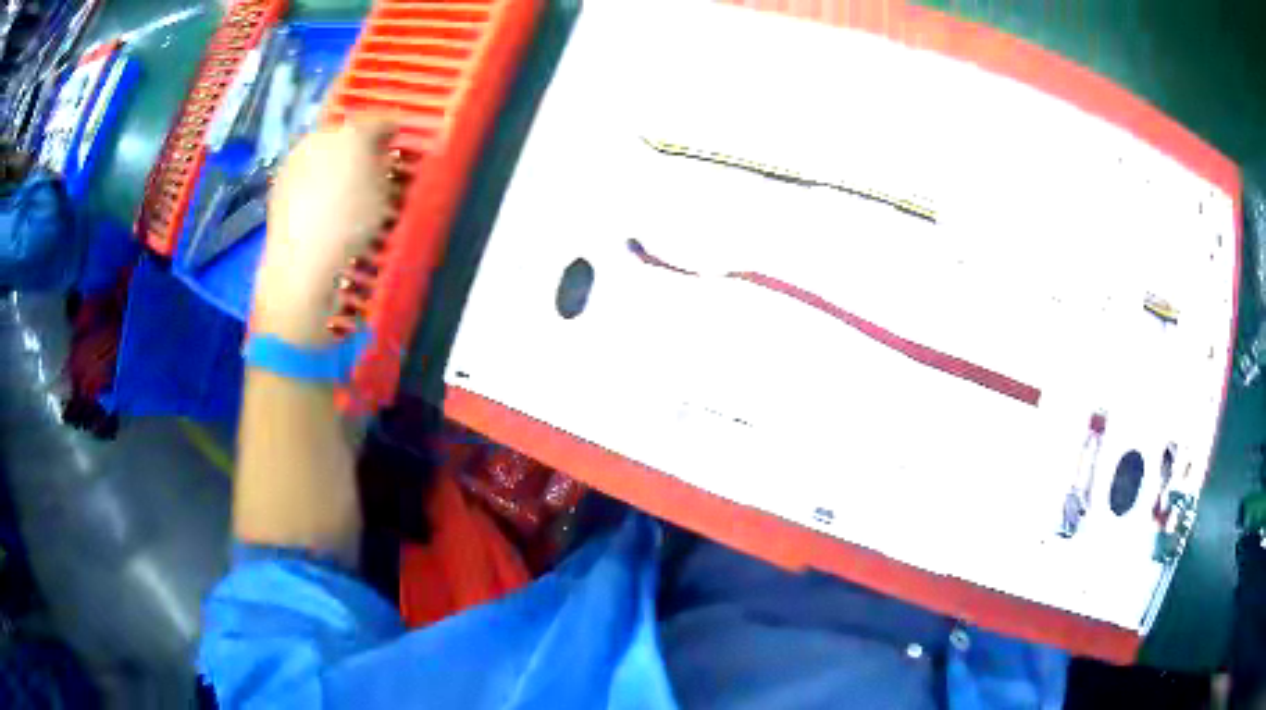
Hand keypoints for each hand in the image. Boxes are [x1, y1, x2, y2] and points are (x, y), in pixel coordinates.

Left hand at [254, 119, 395, 344]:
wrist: (301, 260)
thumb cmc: (351, 223)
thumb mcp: (383, 195)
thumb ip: (383, 167)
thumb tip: (380, 156)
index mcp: (352, 132)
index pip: (378, 120)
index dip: (391, 127)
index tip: (398, 137)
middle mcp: (320, 135)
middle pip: (344, 132)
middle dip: (357, 143)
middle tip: (369, 160)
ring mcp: (295, 157)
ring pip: (321, 150)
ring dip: (333, 160)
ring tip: (342, 182)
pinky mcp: (279, 181)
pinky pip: (304, 171)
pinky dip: (314, 179)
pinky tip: (319, 201)